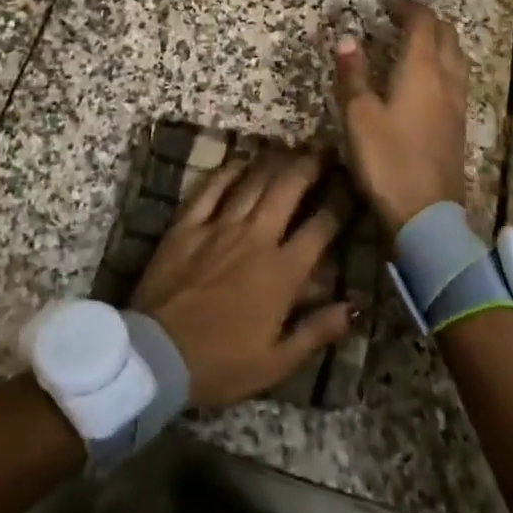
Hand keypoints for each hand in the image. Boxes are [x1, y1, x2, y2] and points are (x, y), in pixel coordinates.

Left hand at [130, 150, 353, 409]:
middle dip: (309, 166)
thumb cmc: (221, 364)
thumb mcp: (277, 362)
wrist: (156, 356)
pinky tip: (240, 161)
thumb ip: (318, 330)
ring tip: (290, 148)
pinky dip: (228, 172)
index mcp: (282, 273)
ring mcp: (218, 227)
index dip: (341, 202)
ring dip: (274, 162)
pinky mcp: (187, 225)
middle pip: (288, 189)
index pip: (321, 227)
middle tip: (323, 151)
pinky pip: (211, 189)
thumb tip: (356, 304)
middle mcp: (255, 238)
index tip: (352, 185)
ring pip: (253, 182)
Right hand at [334, 1, 469, 234]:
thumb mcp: (359, 116)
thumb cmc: (388, 159)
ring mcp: (457, 103)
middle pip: (447, 35)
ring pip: (457, 57)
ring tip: (414, 44)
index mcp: (422, 70)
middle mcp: (446, 79)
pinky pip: (456, 79)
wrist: (426, 213)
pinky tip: (425, 81)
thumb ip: (353, 75)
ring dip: (439, 42)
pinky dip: (442, 65)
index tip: (388, 2)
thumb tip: (347, 38)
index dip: (408, 7)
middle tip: (400, 19)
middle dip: (427, 21)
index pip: (424, 23)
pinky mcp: (459, 124)